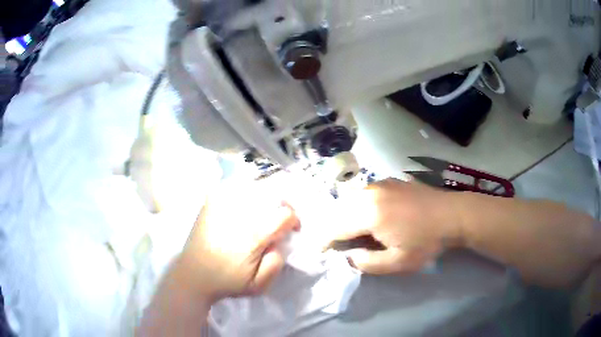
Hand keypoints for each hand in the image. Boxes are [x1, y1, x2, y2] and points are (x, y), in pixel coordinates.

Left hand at [177, 179, 299, 300]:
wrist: (193, 274)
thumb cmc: (227, 281)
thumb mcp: (259, 285)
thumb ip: (276, 263)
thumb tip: (281, 241)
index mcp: (253, 235)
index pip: (285, 213)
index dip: (294, 220)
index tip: (291, 230)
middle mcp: (239, 214)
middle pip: (272, 194)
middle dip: (281, 205)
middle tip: (278, 219)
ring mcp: (222, 203)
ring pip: (254, 187)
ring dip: (264, 198)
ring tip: (261, 213)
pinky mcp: (211, 201)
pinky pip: (234, 186)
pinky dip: (244, 192)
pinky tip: (242, 207)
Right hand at [329, 179, 461, 273]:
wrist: (452, 214)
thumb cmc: (426, 241)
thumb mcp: (398, 262)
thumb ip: (367, 263)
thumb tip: (348, 256)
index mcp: (369, 214)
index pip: (335, 227)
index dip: (324, 241)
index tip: (321, 252)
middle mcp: (369, 194)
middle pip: (339, 211)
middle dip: (333, 228)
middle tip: (340, 245)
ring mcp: (379, 184)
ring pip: (350, 200)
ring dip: (346, 216)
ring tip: (354, 233)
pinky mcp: (388, 181)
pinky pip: (364, 193)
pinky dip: (358, 206)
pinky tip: (370, 217)